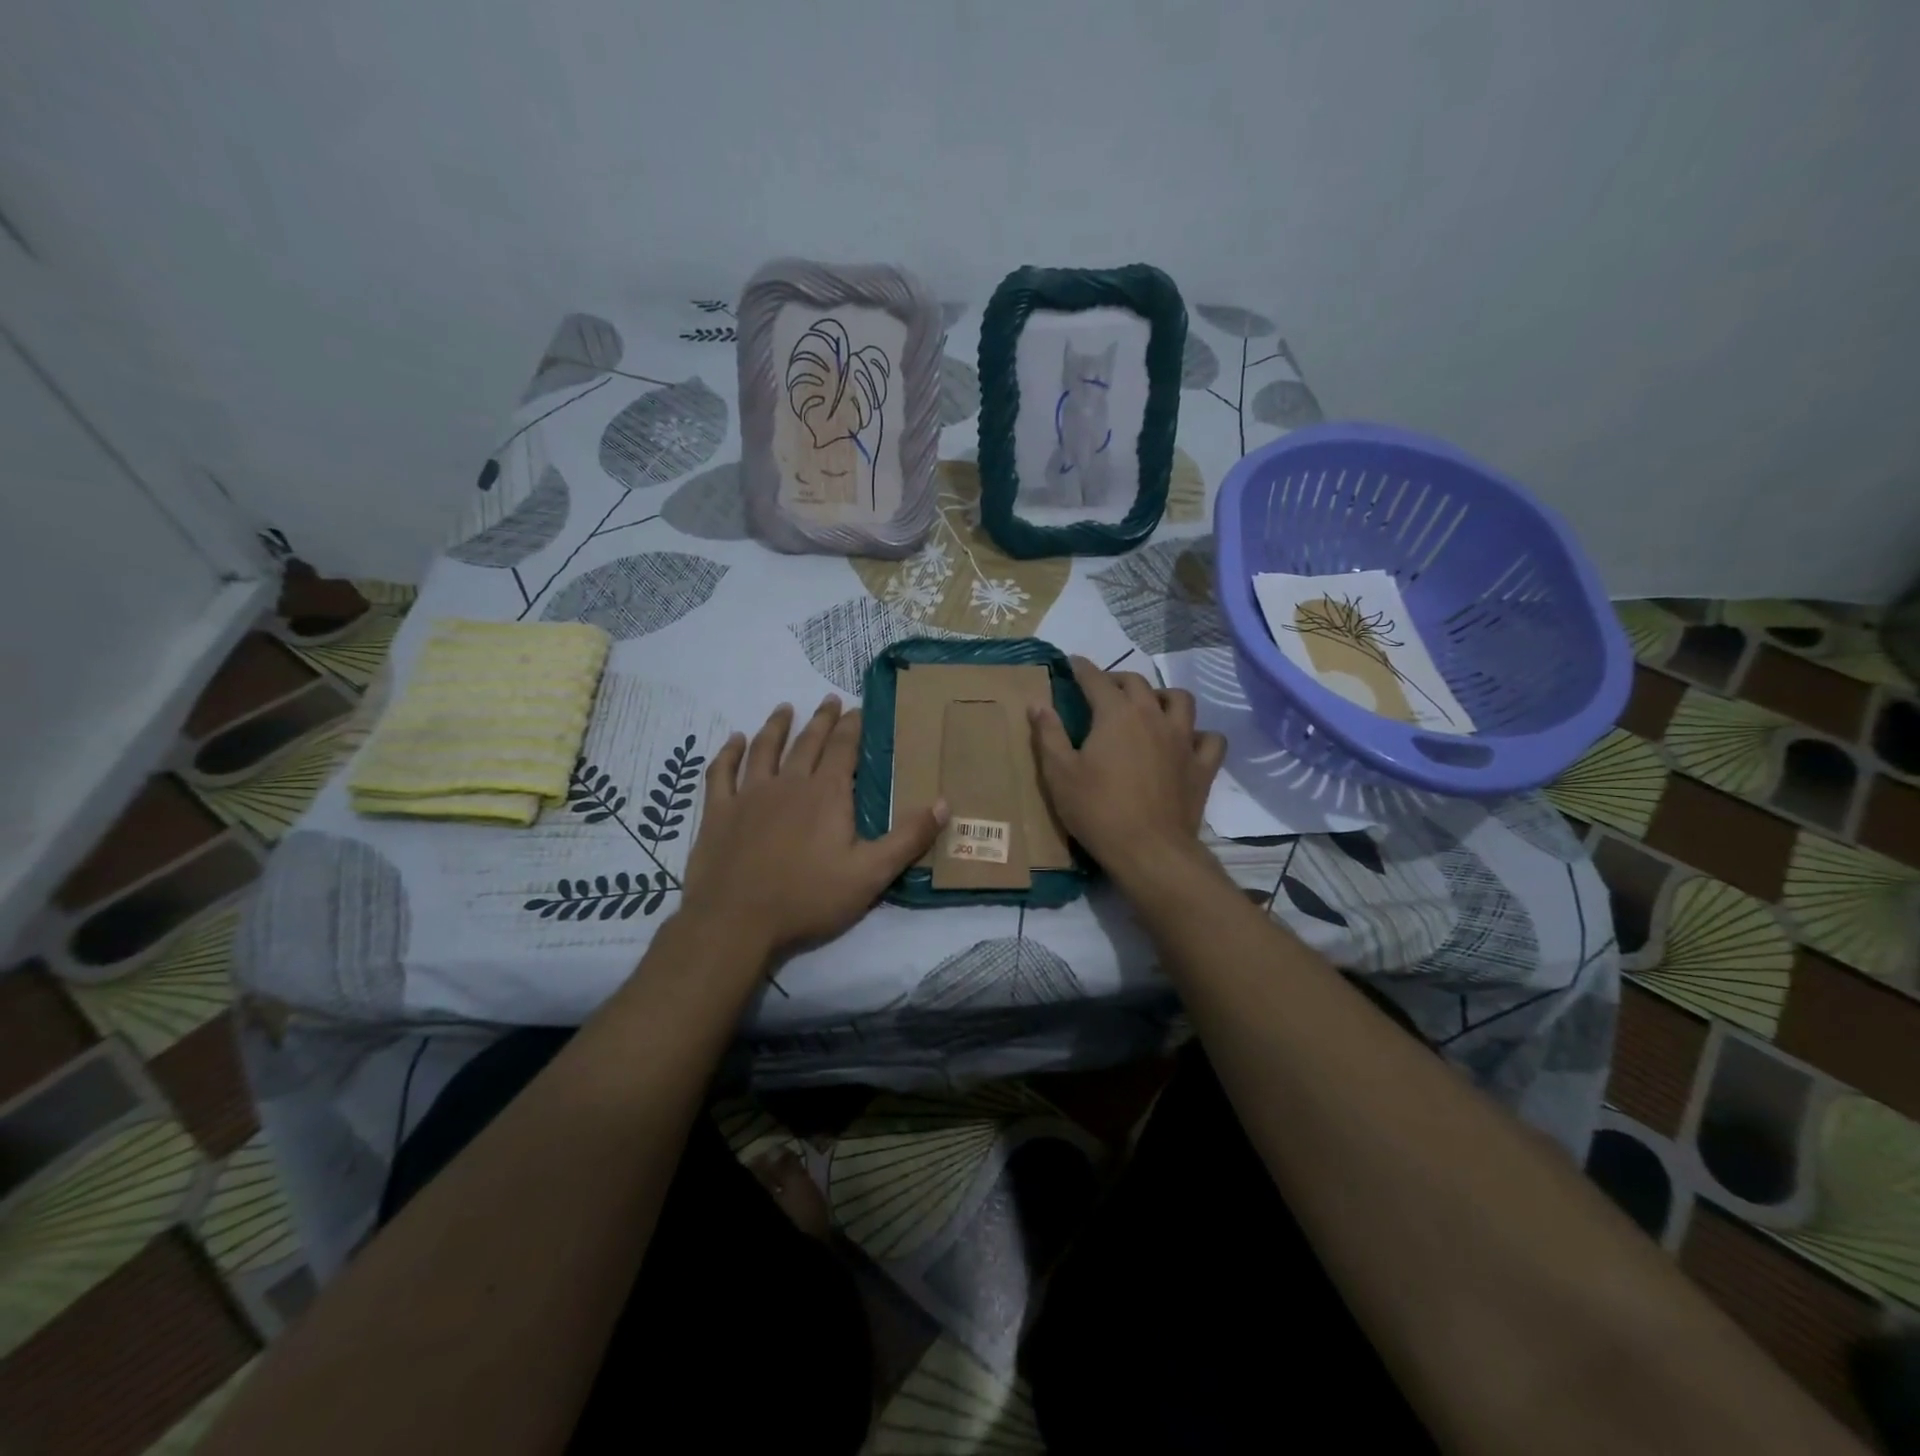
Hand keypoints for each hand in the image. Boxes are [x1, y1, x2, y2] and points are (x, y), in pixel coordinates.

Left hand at [679, 696, 945, 956]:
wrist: (736, 922)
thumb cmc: (808, 898)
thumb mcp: (871, 874)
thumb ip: (908, 838)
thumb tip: (944, 802)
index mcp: (826, 794)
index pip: (844, 749)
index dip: (853, 726)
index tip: (858, 708)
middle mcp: (788, 784)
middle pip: (807, 742)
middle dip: (822, 720)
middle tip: (829, 699)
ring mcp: (749, 795)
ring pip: (764, 749)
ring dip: (776, 726)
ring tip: (785, 708)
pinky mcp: (719, 813)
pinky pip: (721, 773)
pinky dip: (728, 754)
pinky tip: (733, 741)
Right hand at [1029, 657, 1225, 883]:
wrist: (1148, 850)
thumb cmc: (1097, 810)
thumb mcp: (1059, 773)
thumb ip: (1049, 734)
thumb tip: (1038, 703)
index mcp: (1116, 714)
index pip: (1096, 679)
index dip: (1082, 668)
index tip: (1072, 663)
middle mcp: (1153, 716)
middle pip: (1137, 683)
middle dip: (1117, 680)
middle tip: (1103, 690)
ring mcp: (1183, 740)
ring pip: (1180, 700)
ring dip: (1162, 697)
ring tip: (1150, 707)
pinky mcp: (1202, 766)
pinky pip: (1210, 739)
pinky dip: (1199, 735)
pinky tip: (1186, 743)